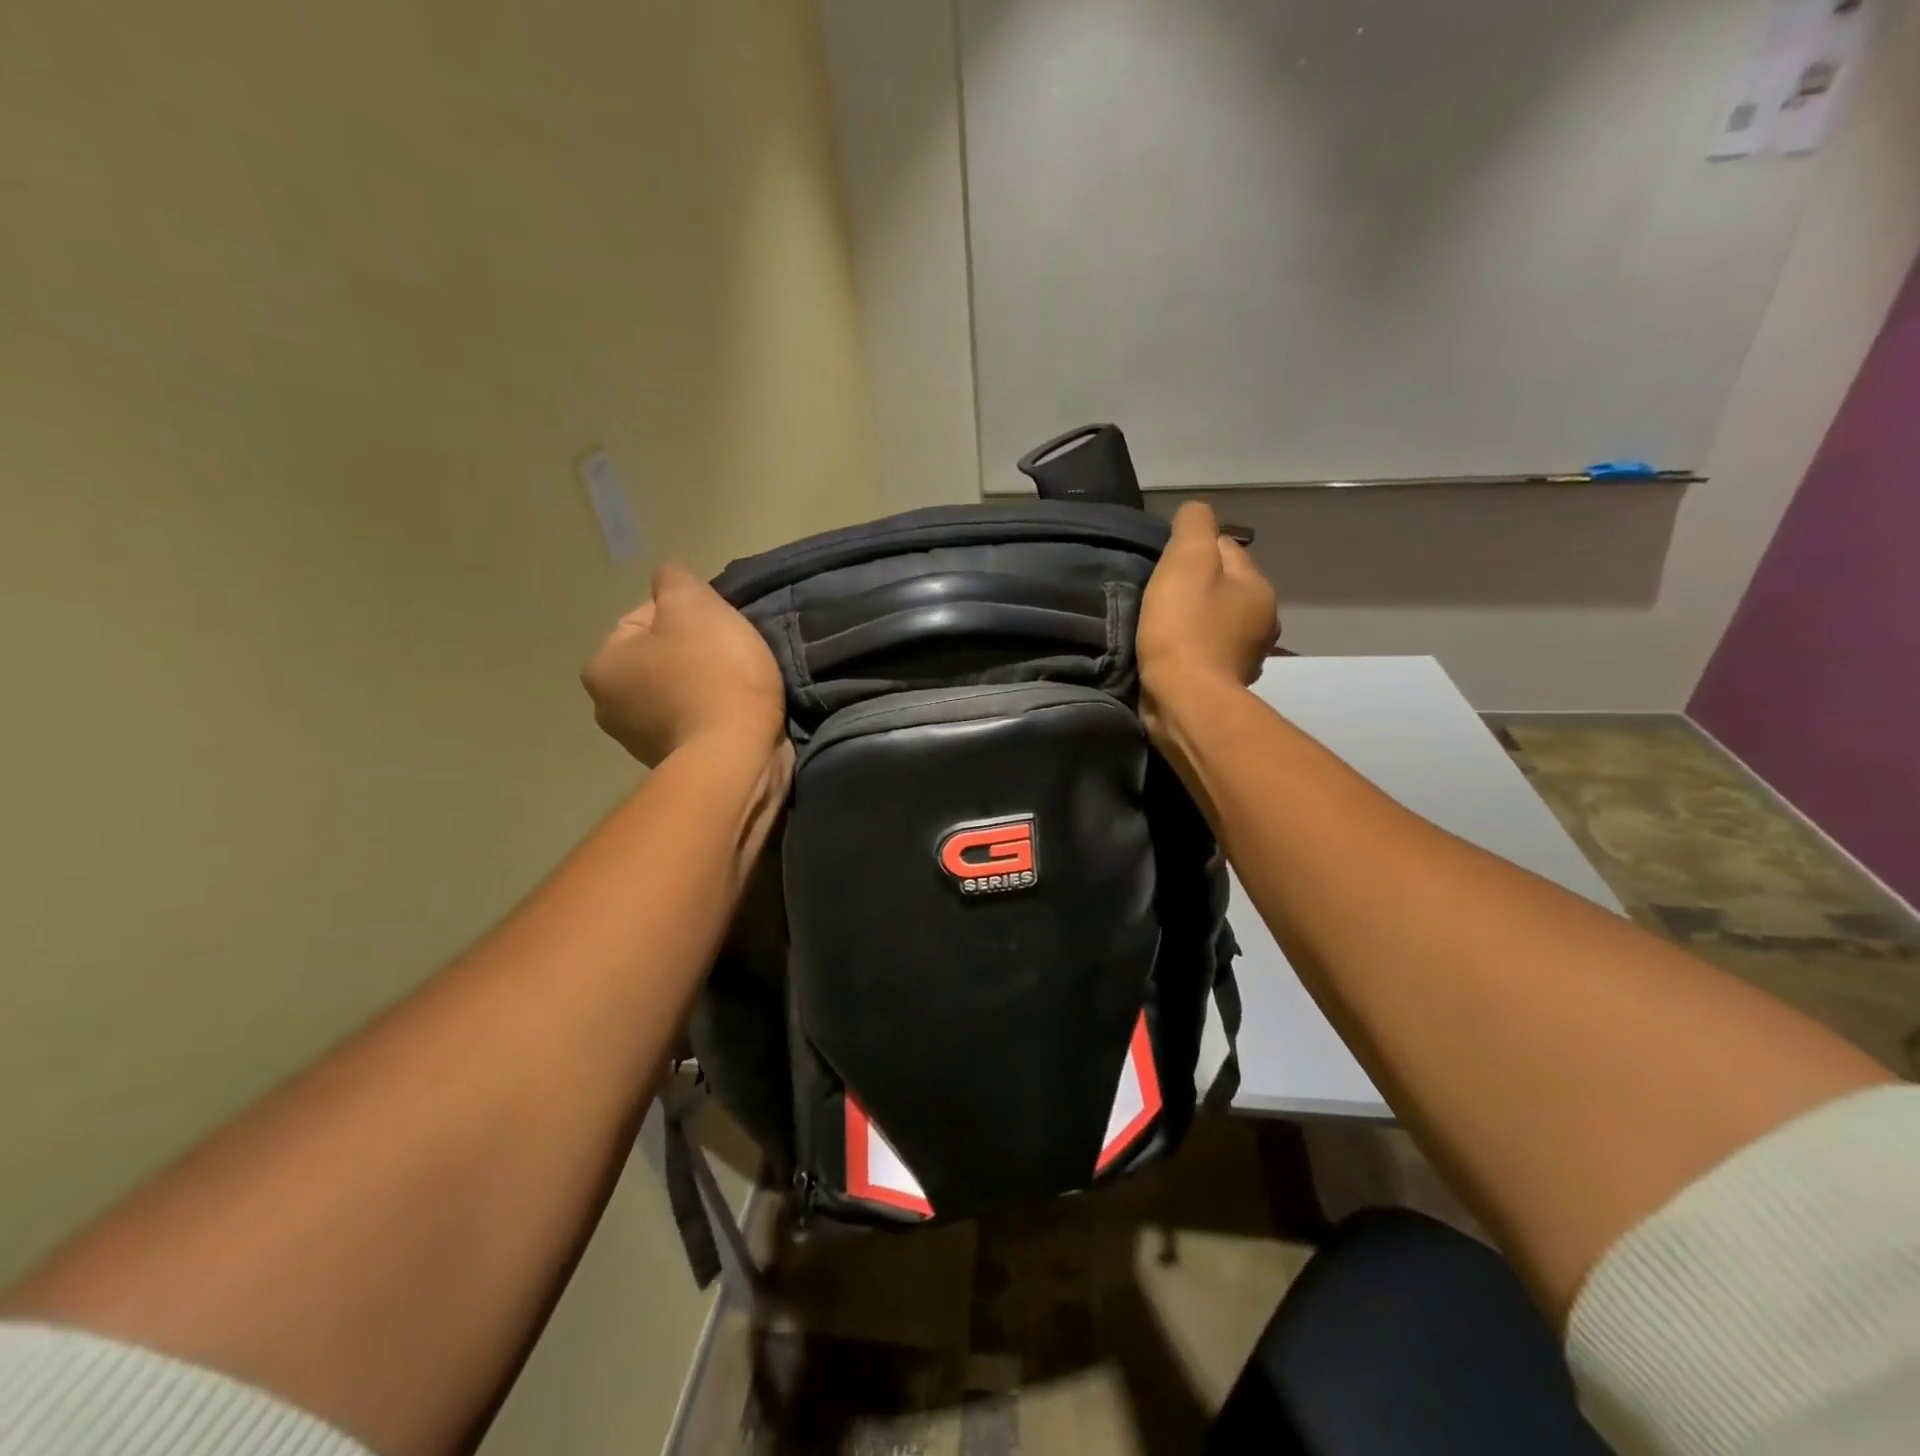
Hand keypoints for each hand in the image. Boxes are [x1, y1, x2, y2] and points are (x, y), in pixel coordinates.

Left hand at [582, 564, 785, 766]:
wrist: (738, 756)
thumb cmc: (712, 675)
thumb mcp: (694, 605)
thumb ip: (674, 580)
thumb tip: (668, 579)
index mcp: (602, 665)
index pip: (645, 617)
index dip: (690, 616)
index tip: (720, 631)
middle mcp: (609, 707)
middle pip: (662, 657)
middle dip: (697, 653)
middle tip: (734, 657)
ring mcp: (640, 742)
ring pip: (680, 690)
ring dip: (708, 685)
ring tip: (742, 688)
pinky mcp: (675, 764)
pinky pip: (695, 722)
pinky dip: (715, 715)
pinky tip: (738, 715)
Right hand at [1137, 500, 1279, 702]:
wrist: (1185, 702)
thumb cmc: (1184, 629)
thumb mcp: (1186, 561)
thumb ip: (1194, 526)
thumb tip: (1195, 511)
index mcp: (1258, 587)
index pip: (1225, 548)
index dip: (1190, 552)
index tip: (1162, 569)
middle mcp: (1262, 621)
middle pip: (1221, 588)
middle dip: (1193, 589)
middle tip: (1156, 599)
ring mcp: (1246, 657)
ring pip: (1214, 622)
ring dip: (1191, 623)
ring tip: (1158, 629)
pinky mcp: (1225, 685)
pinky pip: (1206, 654)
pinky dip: (1189, 651)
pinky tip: (1168, 656)